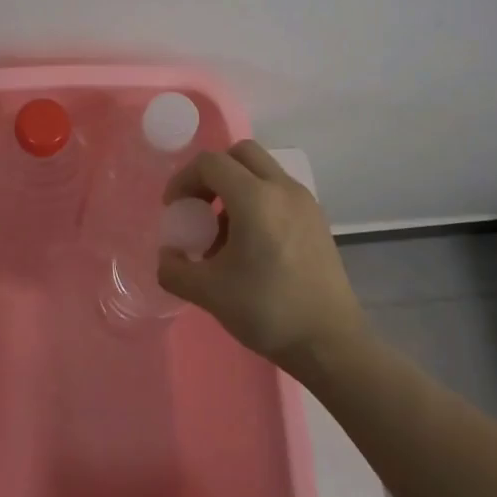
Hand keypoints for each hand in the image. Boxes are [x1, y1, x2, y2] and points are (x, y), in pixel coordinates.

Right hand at [157, 141, 367, 372]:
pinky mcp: (317, 220)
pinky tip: (251, 247)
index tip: (173, 210)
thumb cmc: (267, 310)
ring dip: (235, 188)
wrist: (329, 341)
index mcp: (256, 198)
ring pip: (263, 172)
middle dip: (212, 174)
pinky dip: (258, 202)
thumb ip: (174, 269)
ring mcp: (305, 203)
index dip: (183, 180)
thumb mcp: (208, 292)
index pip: (211, 163)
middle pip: (241, 154)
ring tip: (223, 234)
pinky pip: (279, 193)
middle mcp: (283, 189)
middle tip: (198, 207)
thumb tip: (167, 256)